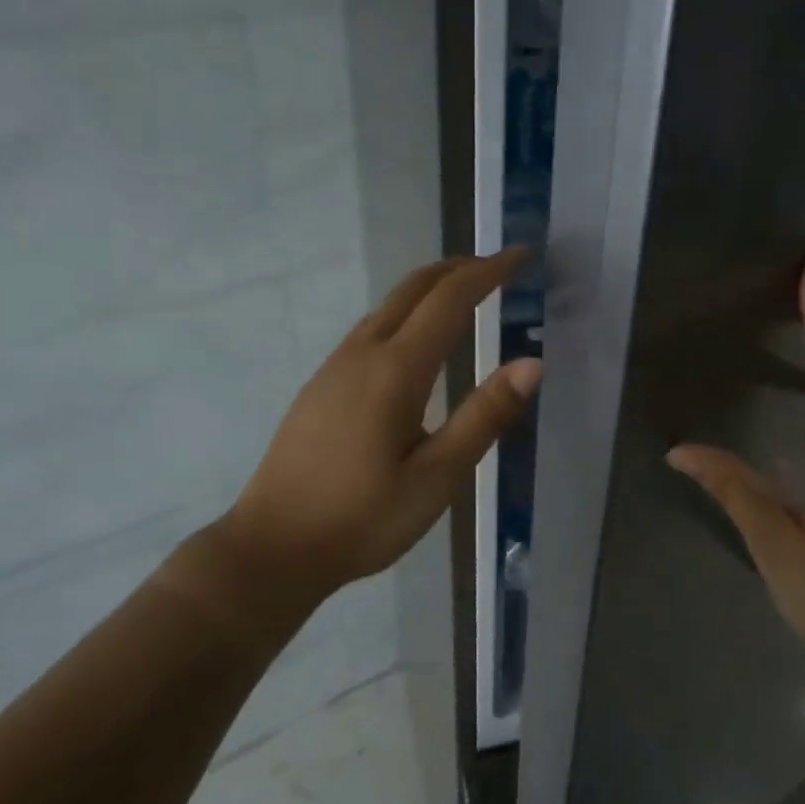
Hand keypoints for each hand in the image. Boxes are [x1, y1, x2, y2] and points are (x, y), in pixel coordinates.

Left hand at [221, 249, 542, 604]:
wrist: (273, 547)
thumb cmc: (362, 519)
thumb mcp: (437, 478)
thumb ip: (484, 416)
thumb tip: (531, 364)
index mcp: (395, 371)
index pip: (450, 300)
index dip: (488, 272)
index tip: (522, 256)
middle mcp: (361, 354)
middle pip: (412, 288)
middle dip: (458, 269)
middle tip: (498, 268)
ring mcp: (334, 368)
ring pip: (387, 306)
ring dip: (429, 290)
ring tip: (466, 297)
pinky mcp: (320, 386)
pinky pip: (370, 329)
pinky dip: (405, 314)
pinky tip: (415, 343)